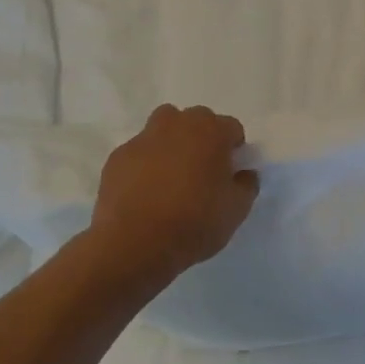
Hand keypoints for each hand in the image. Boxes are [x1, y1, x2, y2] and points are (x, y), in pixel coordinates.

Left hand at [87, 104, 258, 286]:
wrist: (135, 243)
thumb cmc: (195, 222)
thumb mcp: (236, 210)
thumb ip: (246, 185)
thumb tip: (244, 174)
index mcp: (211, 131)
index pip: (231, 127)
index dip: (234, 148)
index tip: (231, 171)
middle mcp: (177, 125)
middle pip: (196, 120)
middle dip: (202, 137)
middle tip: (203, 170)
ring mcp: (143, 138)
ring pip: (163, 127)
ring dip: (172, 142)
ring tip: (172, 174)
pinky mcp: (118, 157)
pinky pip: (139, 152)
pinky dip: (145, 163)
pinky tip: (146, 191)